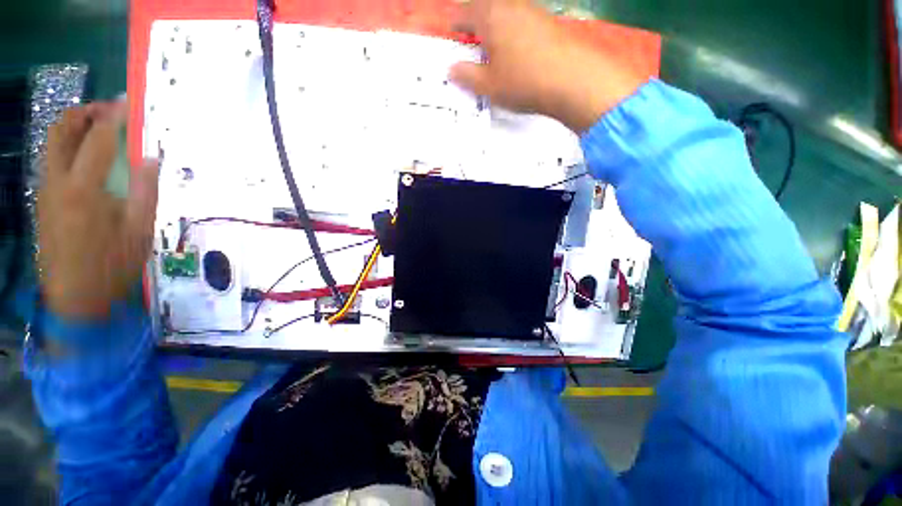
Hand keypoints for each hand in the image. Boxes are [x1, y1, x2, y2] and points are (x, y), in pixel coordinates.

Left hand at [39, 101, 158, 318]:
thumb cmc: (113, 265)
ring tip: (99, 130)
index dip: (113, 117)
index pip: (97, 139)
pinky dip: (70, 149)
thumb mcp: (140, 230)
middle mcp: (57, 182)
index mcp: (83, 188)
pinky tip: (88, 159)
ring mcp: (46, 191)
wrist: (75, 298)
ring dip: (74, 129)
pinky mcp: (43, 201)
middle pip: (60, 131)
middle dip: (82, 113)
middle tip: (107, 112)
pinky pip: (54, 162)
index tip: (127, 104)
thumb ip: (145, 190)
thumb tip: (151, 158)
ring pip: (53, 145)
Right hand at [449, 0, 645, 132]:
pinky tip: (516, 53)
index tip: (452, 35)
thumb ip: (467, 75)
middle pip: (486, 8)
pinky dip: (512, 34)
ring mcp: (532, 11)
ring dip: (495, 28)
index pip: (464, 13)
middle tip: (471, 44)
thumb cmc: (522, 82)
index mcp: (490, 16)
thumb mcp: (488, 85)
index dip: (456, 24)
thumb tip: (452, 69)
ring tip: (492, 52)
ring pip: (505, 14)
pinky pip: (522, 22)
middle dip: (476, 24)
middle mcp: (510, 5)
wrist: (571, 79)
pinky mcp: (548, 22)